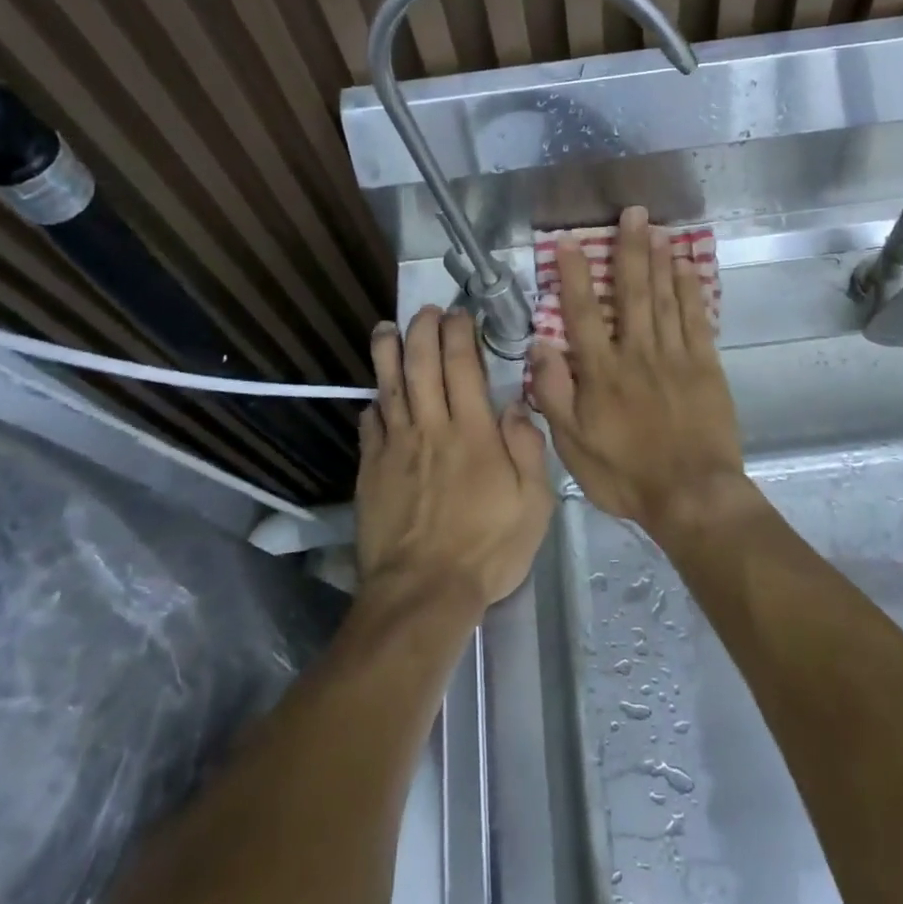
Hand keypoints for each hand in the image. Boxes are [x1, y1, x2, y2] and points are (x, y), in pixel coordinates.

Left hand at [356, 306, 552, 611]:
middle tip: (426, 311)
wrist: (423, 591)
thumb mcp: (533, 503)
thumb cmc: (487, 548)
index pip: (462, 365)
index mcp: (472, 431)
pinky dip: (373, 403)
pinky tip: (375, 396)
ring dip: (387, 352)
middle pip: (420, 364)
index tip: (459, 314)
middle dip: (422, 330)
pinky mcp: (370, 470)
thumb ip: (527, 448)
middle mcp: (430, 428)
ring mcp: (395, 447)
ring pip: (388, 386)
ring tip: (387, 328)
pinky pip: (369, 425)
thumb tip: (515, 404)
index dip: (459, 332)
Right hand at [530, 207, 747, 534]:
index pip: (583, 313)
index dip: (575, 274)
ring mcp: (676, 357)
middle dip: (629, 250)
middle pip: (631, 293)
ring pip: (665, 298)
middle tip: (631, 212)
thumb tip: (540, 345)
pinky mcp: (706, 367)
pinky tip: (685, 267)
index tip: (569, 241)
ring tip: (656, 227)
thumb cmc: (625, 475)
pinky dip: (690, 290)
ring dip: (659, 260)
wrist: (692, 496)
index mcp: (602, 373)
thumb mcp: (572, 445)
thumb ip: (554, 393)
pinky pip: (696, 319)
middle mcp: (637, 354)